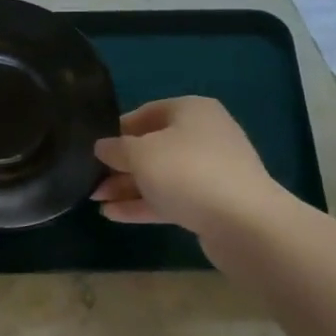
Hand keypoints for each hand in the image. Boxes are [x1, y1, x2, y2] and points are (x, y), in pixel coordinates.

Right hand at [92, 97, 284, 235]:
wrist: (245, 223)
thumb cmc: (187, 172)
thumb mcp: (140, 154)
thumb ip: (115, 148)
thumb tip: (101, 146)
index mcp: (191, 111)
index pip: (146, 113)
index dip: (117, 129)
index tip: (93, 147)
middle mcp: (204, 135)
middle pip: (152, 146)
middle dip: (120, 164)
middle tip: (90, 178)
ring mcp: (210, 171)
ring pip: (160, 175)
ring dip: (128, 187)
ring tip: (95, 199)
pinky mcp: (212, 203)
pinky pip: (171, 198)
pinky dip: (144, 204)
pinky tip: (113, 215)